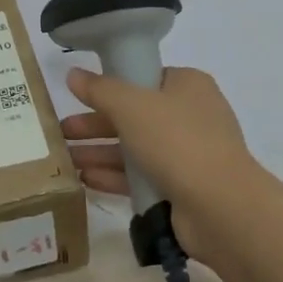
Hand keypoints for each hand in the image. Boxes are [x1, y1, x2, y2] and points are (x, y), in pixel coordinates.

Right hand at [61, 65, 263, 265]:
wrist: (220, 207)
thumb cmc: (177, 141)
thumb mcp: (131, 106)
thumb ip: (99, 90)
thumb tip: (73, 74)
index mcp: (188, 86)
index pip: (145, 78)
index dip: (112, 85)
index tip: (80, 95)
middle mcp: (191, 116)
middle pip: (134, 115)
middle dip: (96, 124)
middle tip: (62, 131)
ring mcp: (188, 155)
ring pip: (135, 148)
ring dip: (99, 152)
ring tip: (64, 159)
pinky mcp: (181, 188)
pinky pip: (141, 177)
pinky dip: (114, 176)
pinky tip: (85, 180)